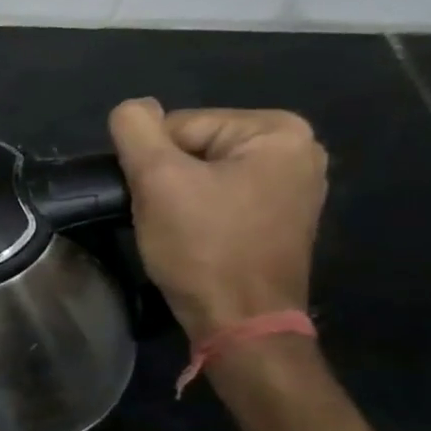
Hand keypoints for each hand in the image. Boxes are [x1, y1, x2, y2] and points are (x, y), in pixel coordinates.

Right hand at [108, 99, 327, 339]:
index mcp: (277, 130)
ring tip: (176, 228)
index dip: (152, 161)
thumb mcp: (157, 180)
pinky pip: (222, 194)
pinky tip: (195, 236)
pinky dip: (199, 211)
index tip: (153, 199)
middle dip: (167, 177)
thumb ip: (135, 130)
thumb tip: (133, 108)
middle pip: (194, 146)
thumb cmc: (203, 247)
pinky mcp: (280, 216)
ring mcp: (294, 185)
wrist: (240, 322)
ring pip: (203, 172)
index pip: (180, 125)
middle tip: (163, 216)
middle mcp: (298, 149)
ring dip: (178, 196)